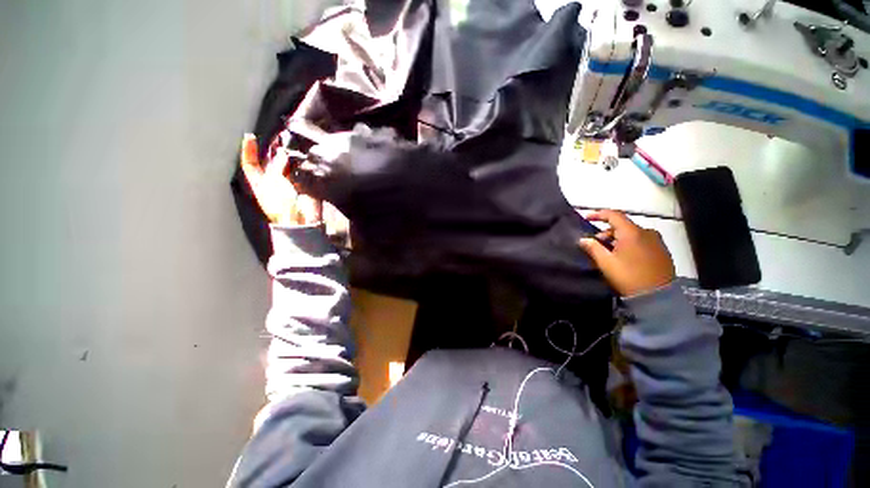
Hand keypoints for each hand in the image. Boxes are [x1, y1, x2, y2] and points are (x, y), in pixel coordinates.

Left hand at [240, 134, 320, 225]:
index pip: (250, 164)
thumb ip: (277, 166)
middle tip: (278, 137)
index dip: (248, 150)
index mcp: (259, 182)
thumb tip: (283, 153)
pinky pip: (301, 170)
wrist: (301, 218)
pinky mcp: (304, 184)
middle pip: (270, 161)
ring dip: (288, 154)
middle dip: (273, 149)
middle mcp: (273, 180)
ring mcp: (289, 182)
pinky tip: (303, 155)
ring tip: (291, 142)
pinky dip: (301, 162)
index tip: (251, 136)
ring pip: (287, 164)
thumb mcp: (272, 182)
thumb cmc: (281, 204)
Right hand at [579, 210, 675, 296]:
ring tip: (609, 252)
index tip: (586, 217)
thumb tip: (583, 239)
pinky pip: (641, 240)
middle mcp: (647, 232)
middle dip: (607, 232)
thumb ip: (593, 248)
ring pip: (632, 234)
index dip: (598, 214)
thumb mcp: (606, 262)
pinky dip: (629, 243)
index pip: (614, 215)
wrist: (658, 296)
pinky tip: (624, 256)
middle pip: (622, 225)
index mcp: (632, 232)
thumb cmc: (628, 276)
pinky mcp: (662, 251)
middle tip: (596, 243)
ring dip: (618, 239)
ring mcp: (657, 241)